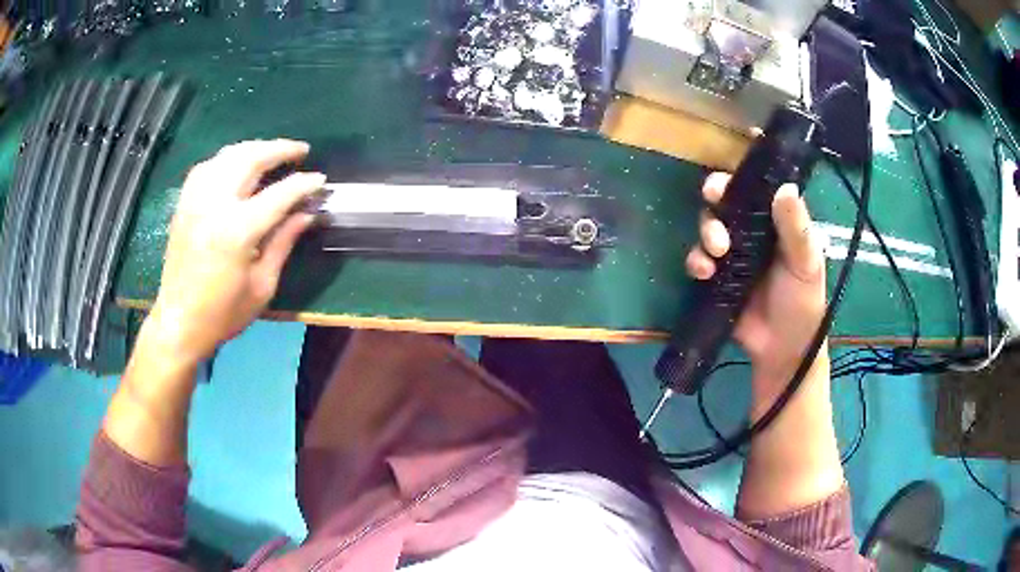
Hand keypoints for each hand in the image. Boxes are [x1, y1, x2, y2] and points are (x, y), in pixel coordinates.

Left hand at [149, 139, 324, 362]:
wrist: (179, 323)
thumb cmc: (223, 313)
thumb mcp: (262, 286)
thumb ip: (283, 243)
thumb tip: (307, 214)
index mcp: (237, 231)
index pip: (279, 194)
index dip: (303, 184)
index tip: (320, 181)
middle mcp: (215, 205)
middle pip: (251, 159)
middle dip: (280, 149)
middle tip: (301, 150)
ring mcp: (195, 201)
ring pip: (227, 156)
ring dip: (254, 148)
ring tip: (272, 152)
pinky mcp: (184, 205)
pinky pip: (207, 167)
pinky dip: (226, 159)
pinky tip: (236, 165)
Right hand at [685, 173, 826, 404]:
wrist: (782, 350)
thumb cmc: (802, 303)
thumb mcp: (806, 264)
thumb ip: (795, 228)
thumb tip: (784, 187)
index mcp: (776, 223)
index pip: (754, 191)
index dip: (737, 181)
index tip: (725, 183)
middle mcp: (752, 233)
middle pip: (725, 204)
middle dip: (715, 203)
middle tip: (715, 208)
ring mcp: (732, 256)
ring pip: (709, 228)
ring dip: (706, 233)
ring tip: (717, 252)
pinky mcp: (716, 279)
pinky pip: (699, 260)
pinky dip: (696, 261)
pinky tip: (704, 273)